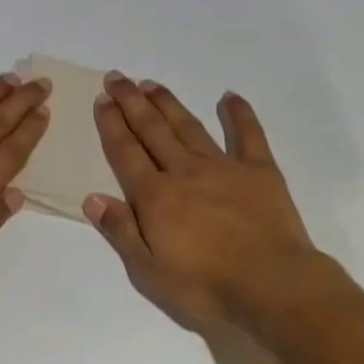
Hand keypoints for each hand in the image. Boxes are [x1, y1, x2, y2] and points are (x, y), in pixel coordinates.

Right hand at [86, 74, 322, 330]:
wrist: (271, 285)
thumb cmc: (204, 286)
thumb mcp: (148, 271)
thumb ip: (121, 231)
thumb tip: (92, 197)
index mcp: (155, 197)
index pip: (126, 153)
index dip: (111, 124)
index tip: (102, 99)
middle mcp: (184, 172)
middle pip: (153, 131)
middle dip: (132, 103)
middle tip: (117, 77)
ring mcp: (224, 167)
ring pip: (189, 127)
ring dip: (168, 104)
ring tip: (151, 84)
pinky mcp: (260, 171)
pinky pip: (248, 135)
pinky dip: (238, 114)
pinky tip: (229, 97)